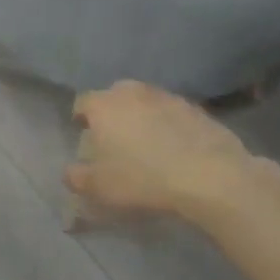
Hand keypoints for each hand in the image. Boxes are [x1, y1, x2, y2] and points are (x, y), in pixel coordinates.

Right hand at [67, 82, 259, 223]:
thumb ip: (76, 177)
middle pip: (115, 97)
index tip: (84, 136)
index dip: (81, 119)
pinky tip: (175, 149)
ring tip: (147, 145)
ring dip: (142, 118)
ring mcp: (167, 97)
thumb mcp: (98, 188)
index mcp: (104, 105)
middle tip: (114, 140)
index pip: (82, 103)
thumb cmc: (142, 179)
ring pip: (145, 103)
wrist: (209, 176)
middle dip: (112, 114)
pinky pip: (173, 114)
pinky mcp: (197, 108)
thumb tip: (71, 172)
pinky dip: (169, 126)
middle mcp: (133, 92)